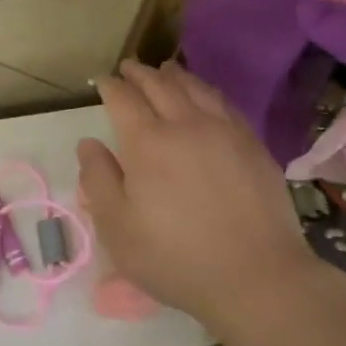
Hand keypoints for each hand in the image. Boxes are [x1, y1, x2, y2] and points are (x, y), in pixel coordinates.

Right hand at [77, 59, 319, 335]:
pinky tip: (206, 97)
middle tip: (129, 68)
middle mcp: (185, 124)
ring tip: (165, 70)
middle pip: (159, 84)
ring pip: (195, 87)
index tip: (102, 82)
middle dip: (140, 73)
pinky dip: (207, 91)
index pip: (123, 98)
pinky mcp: (253, 145)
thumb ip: (98, 180)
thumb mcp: (117, 228)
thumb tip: (89, 143)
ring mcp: (224, 131)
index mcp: (147, 142)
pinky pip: (224, 104)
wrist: (256, 277)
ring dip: (175, 75)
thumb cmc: (175, 258)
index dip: (110, 86)